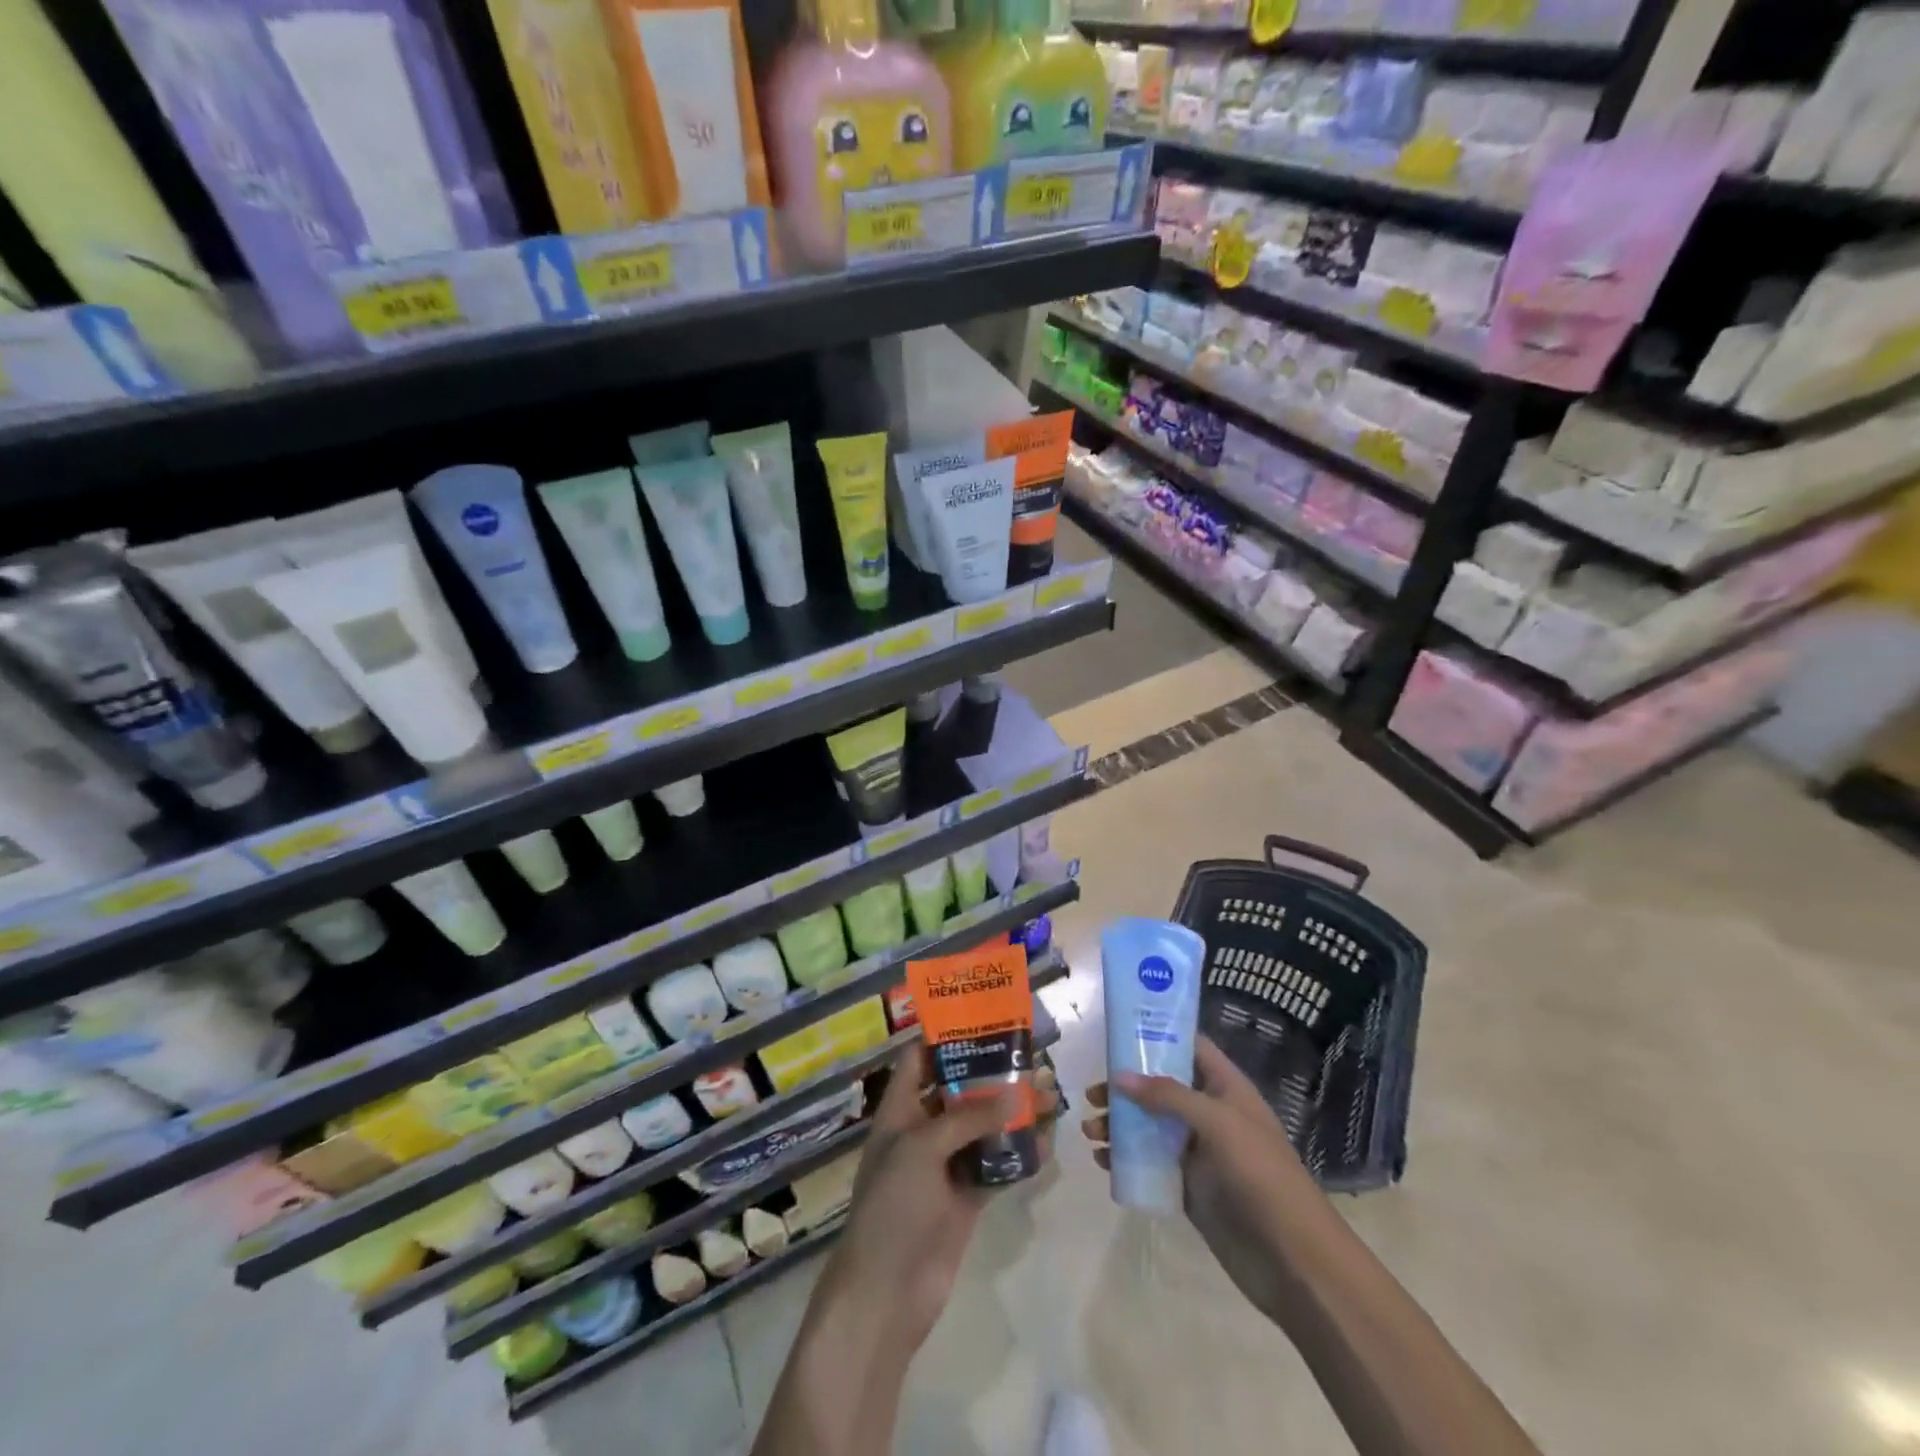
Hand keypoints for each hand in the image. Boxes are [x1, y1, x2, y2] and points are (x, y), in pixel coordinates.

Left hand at [821, 1047, 1059, 1354]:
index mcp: (900, 1111)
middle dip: (992, 1075)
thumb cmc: (892, 1205)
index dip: (945, 1038)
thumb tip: (1016, 1093)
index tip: (983, 1020)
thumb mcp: (922, 1148)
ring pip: (983, 1128)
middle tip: (1031, 1058)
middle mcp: (923, 1131)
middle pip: (958, 1092)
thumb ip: (969, 1118)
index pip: (919, 1061)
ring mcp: (945, 1166)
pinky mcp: (966, 1198)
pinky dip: (1019, 1154)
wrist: (887, 1293)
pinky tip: (1046, 1142)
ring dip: (1012, 1113)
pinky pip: (996, 1166)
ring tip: (1050, 1094)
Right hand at [1082, 1037, 1309, 1322]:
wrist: (1293, 1260)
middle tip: (1092, 1094)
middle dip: (1126, 1087)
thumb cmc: (1261, 1175)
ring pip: (1149, 1125)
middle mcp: (1210, 1113)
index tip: (1116, 1032)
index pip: (1189, 1048)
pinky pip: (1149, 1161)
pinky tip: (1103, 1161)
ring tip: (1090, 1133)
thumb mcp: (1218, 1123)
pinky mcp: (1188, 1186)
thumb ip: (1169, 1096)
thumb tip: (1119, 1078)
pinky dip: (1125, 1157)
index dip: (1156, 1036)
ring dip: (1119, 1123)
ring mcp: (1198, 1151)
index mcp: (1226, 1088)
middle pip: (1160, 1087)